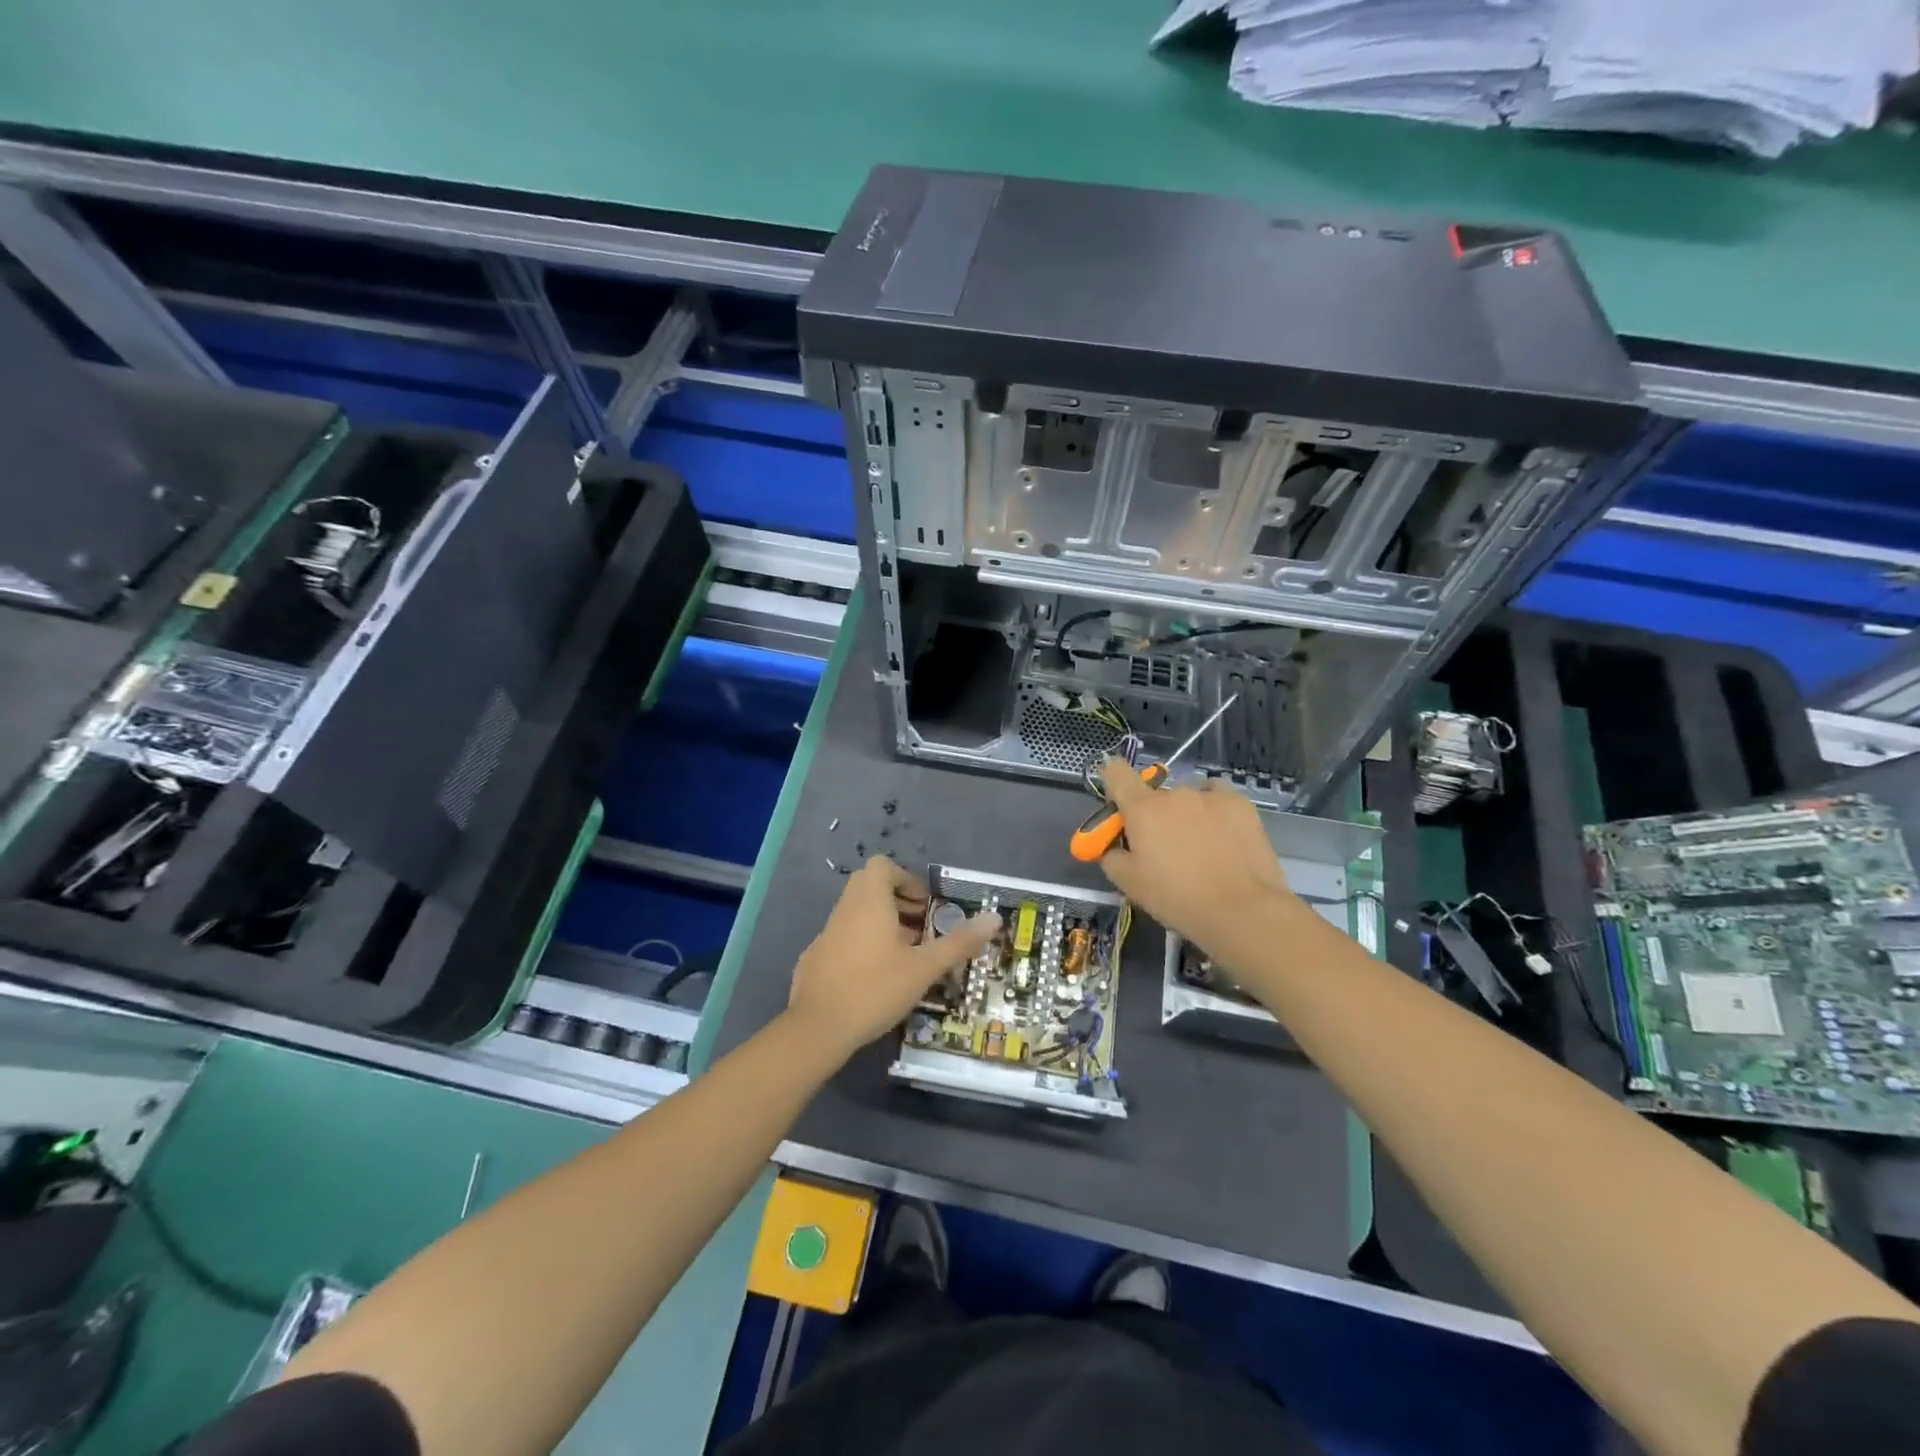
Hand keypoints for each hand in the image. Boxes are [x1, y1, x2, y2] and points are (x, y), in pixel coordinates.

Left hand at [787, 858, 999, 1061]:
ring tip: (904, 958)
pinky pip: (844, 939)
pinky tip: (876, 980)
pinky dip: (863, 947)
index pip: (882, 866)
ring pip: (857, 915)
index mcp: (869, 901)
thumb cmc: (875, 988)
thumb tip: (994, 918)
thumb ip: (959, 942)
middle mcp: (845, 910)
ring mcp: (826, 934)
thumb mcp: (924, 967)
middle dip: (898, 904)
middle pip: (870, 888)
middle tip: (920, 931)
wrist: (817, 1028)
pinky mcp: (815, 959)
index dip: (906, 880)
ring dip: (882, 926)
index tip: (924, 906)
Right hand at [1095, 760, 1303, 968]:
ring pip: (1188, 798)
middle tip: (1167, 851)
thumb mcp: (1129, 884)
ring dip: (1187, 815)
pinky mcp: (1240, 803)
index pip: (1116, 772)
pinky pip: (1217, 798)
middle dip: (1156, 817)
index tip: (1122, 809)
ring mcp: (1210, 795)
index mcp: (1142, 808)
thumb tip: (1114, 846)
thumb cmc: (1177, 897)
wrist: (1241, 910)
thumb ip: (1111, 856)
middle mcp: (1174, 793)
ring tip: (1202, 849)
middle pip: (1156, 796)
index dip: (1114, 784)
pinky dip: (1215, 812)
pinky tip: (1224, 837)